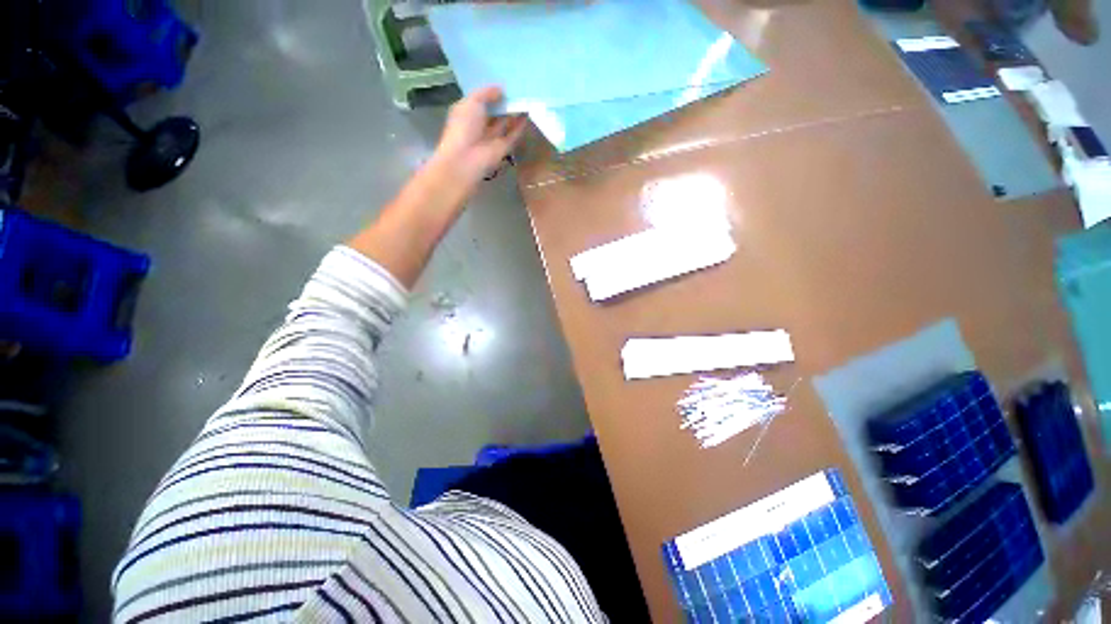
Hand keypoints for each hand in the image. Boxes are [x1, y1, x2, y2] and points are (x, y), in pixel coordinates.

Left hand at [431, 86, 527, 187]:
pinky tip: (528, 113)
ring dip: (514, 112)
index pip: (480, 101)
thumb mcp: (471, 102)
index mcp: (467, 112)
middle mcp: (480, 125)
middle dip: (504, 101)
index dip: (491, 92)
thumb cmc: (464, 127)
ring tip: (526, 97)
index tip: (503, 79)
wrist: (467, 159)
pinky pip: (513, 135)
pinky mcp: (503, 148)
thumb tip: (501, 89)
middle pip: (494, 112)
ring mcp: (492, 138)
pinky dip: (520, 126)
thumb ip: (486, 93)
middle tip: (518, 86)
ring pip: (505, 123)